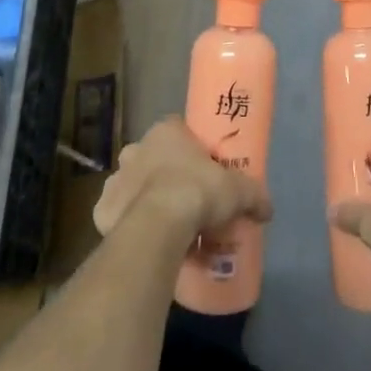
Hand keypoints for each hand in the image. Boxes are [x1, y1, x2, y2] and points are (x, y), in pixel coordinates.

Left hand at [93, 117, 273, 241]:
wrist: (158, 226)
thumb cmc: (197, 192)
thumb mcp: (238, 191)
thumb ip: (255, 195)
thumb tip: (268, 209)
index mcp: (166, 132)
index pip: (178, 130)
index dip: (193, 148)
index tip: (205, 168)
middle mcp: (136, 149)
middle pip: (154, 157)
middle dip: (167, 173)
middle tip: (189, 199)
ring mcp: (116, 178)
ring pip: (133, 185)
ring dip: (146, 199)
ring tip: (169, 225)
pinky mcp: (102, 210)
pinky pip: (118, 215)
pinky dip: (129, 224)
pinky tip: (147, 240)